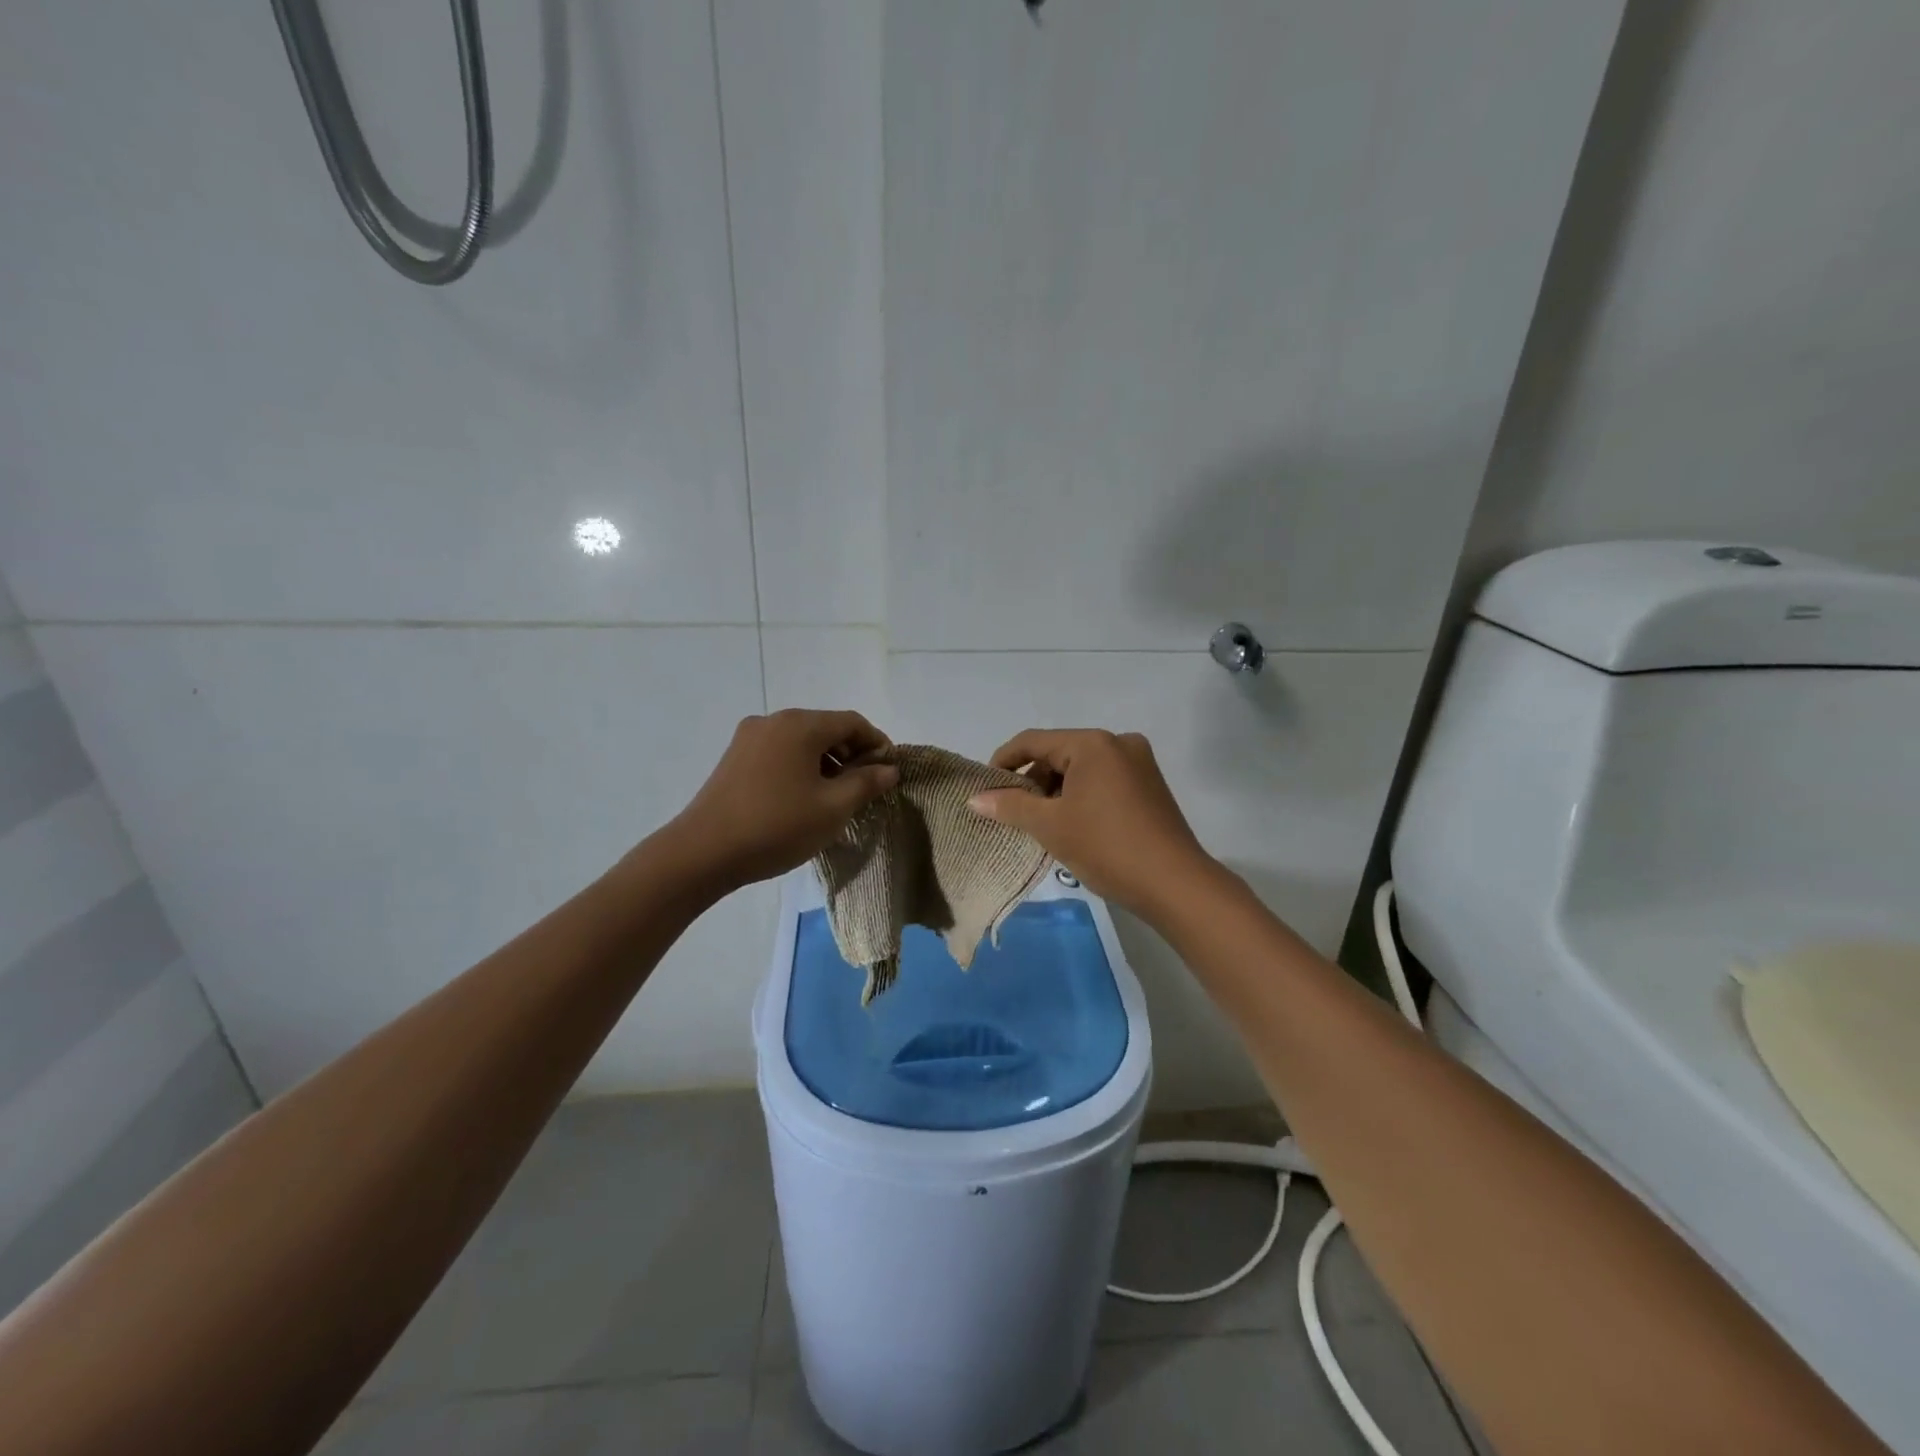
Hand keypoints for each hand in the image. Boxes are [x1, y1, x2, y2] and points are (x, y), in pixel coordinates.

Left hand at [666, 710, 897, 892]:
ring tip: (837, 796)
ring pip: (801, 741)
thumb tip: (888, 768)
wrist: (703, 852)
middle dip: (851, 753)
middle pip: (826, 728)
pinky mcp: (734, 758)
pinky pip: (780, 753)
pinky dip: (801, 767)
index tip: (890, 771)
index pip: (852, 722)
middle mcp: (773, 721)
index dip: (877, 743)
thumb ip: (866, 783)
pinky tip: (804, 798)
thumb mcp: (833, 808)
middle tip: (866, 787)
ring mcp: (749, 738)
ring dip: (826, 762)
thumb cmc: (777, 826)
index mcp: (800, 725)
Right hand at [967, 728, 1215, 920]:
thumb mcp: (1050, 826)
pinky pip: (1103, 781)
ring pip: (1082, 769)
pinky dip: (1081, 797)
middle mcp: (1118, 742)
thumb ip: (1010, 806)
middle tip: (1013, 813)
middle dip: (1032, 781)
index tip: (985, 789)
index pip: (1033, 741)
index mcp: (1092, 743)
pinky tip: (1073, 825)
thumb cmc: (1106, 847)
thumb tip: (975, 798)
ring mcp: (1139, 763)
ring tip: (1041, 825)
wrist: (1174, 884)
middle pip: (1059, 753)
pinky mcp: (1150, 786)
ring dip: (1056, 792)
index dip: (1003, 762)